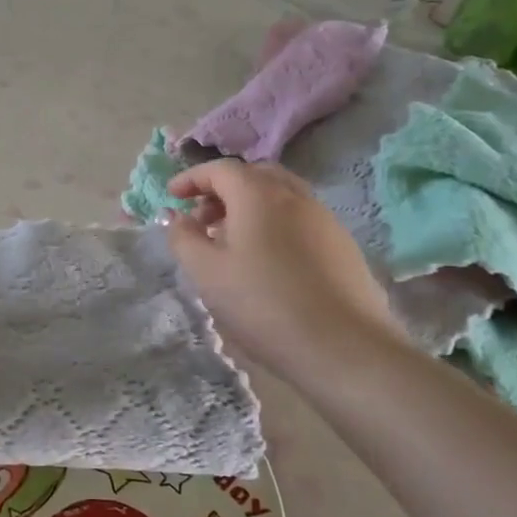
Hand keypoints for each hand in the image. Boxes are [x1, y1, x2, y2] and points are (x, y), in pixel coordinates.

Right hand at [164, 160, 405, 375]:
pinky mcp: (342, 245)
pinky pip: (299, 219)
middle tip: (202, 218)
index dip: (192, 178)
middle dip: (222, 190)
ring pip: (280, 196)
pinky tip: (267, 261)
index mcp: (258, 194)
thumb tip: (175, 216)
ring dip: (249, 207)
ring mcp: (324, 218)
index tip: (172, 196)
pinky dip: (274, 224)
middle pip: (253, 176)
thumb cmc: (263, 304)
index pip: (220, 169)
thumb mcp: (207, 272)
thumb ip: (183, 237)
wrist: (344, 347)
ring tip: (231, 242)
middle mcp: (294, 195)